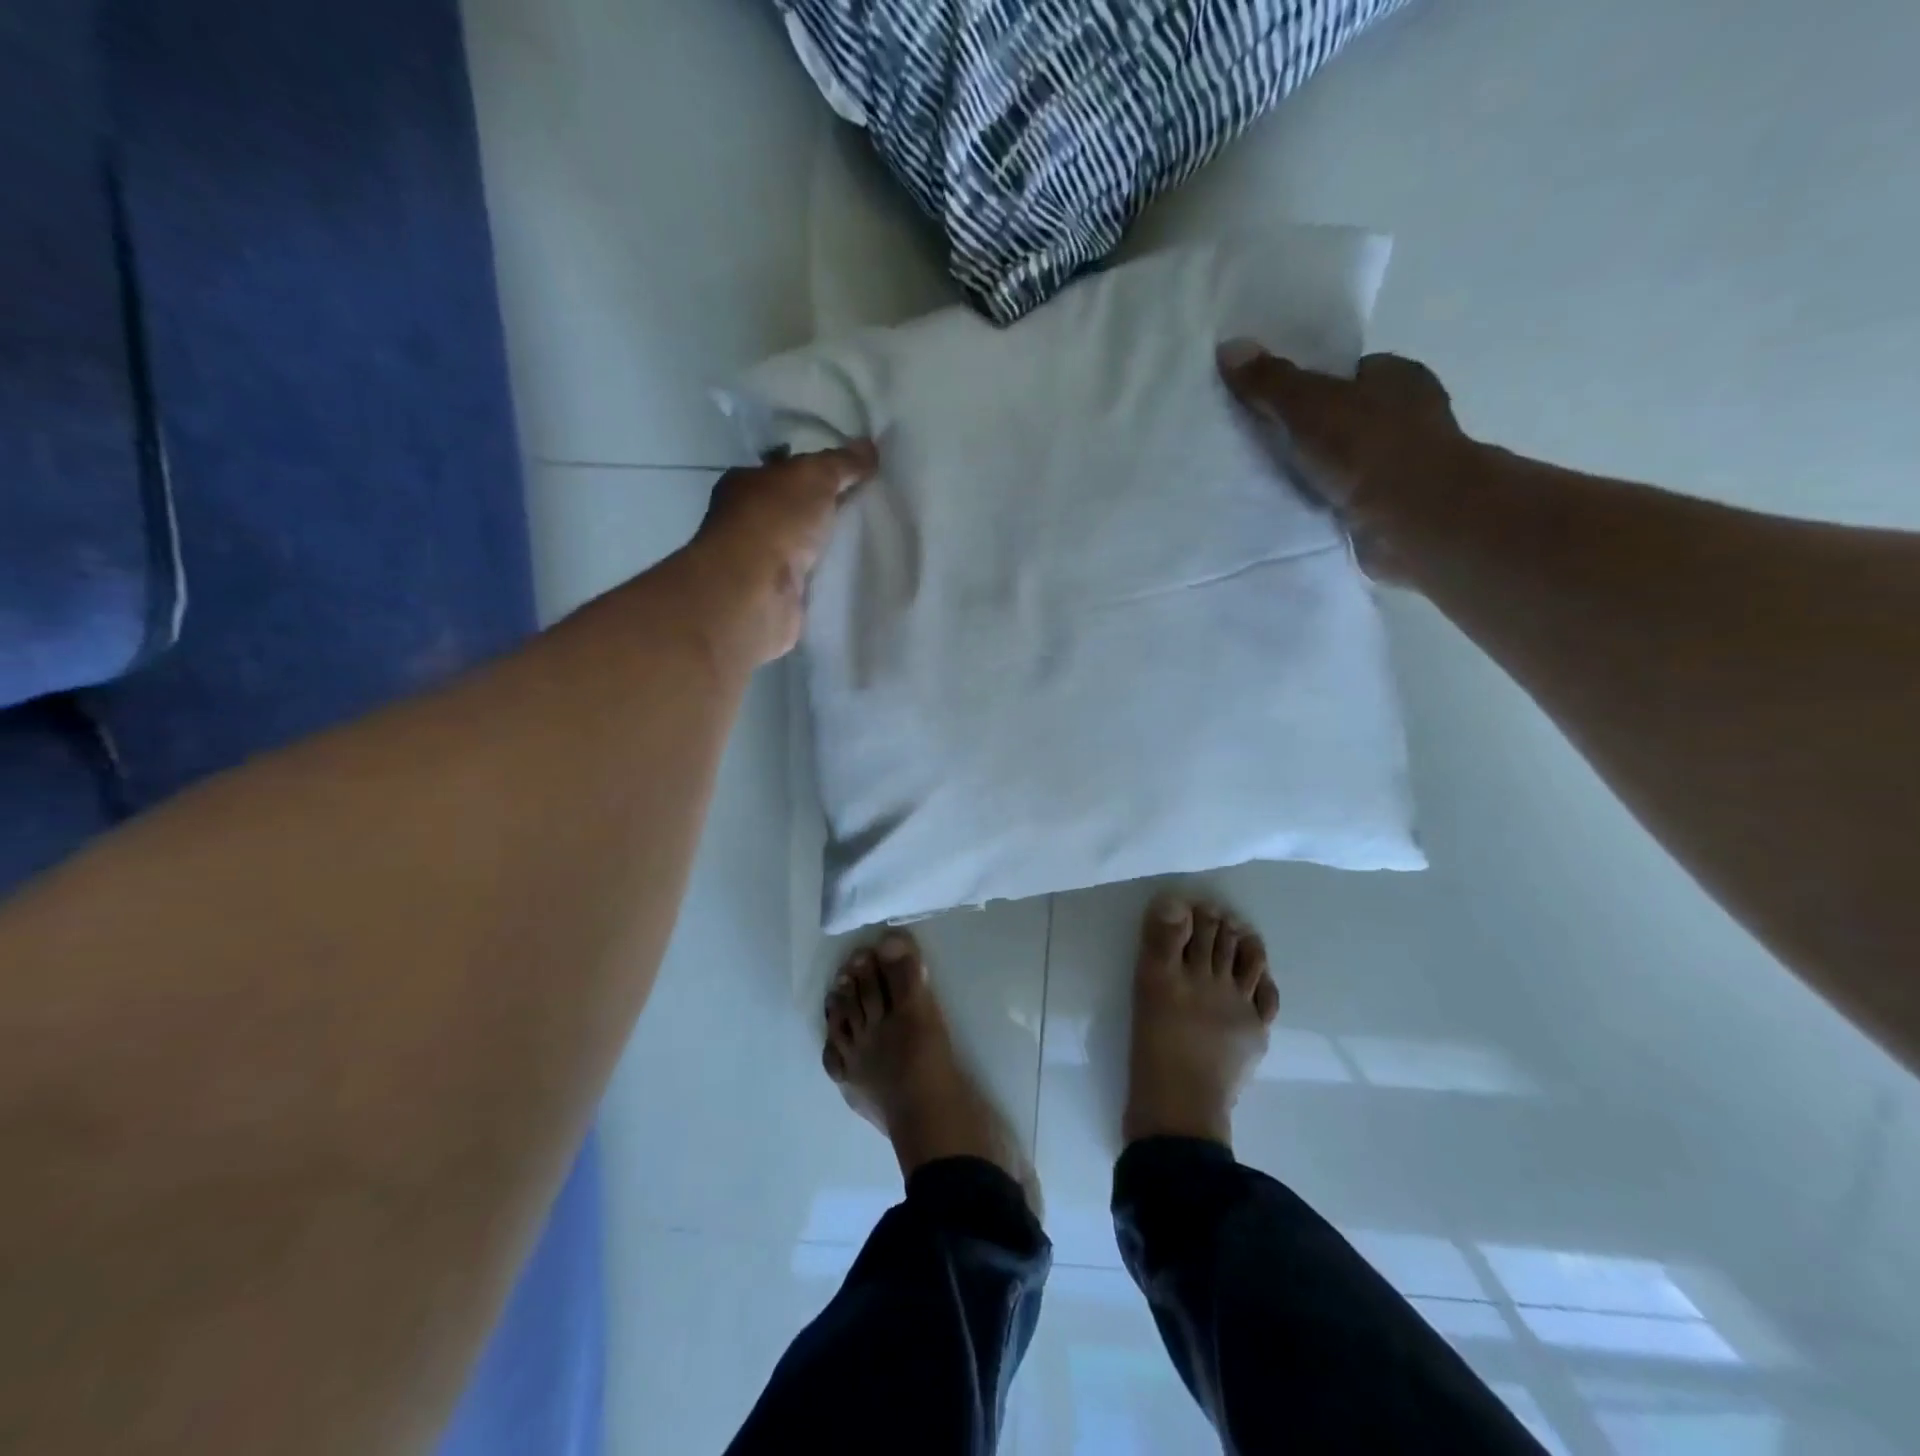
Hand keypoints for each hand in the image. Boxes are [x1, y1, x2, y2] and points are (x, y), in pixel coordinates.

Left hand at [685, 441, 877, 664]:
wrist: (757, 591)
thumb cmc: (776, 520)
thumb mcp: (815, 476)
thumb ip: (842, 462)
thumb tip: (869, 446)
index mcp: (745, 484)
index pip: (783, 472)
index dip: (815, 472)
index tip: (851, 478)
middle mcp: (746, 521)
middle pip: (793, 511)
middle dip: (824, 512)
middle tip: (865, 510)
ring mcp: (759, 562)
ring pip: (801, 548)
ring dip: (826, 548)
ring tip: (867, 543)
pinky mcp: (776, 596)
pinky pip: (808, 580)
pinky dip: (825, 578)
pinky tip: (852, 575)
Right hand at [1218, 343, 1471, 581]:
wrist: (1414, 521)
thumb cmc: (1369, 449)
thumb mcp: (1309, 405)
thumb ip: (1271, 381)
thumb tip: (1229, 346)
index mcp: (1400, 377)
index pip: (1349, 373)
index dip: (1310, 386)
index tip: (1272, 405)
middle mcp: (1409, 415)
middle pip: (1345, 416)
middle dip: (1310, 431)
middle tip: (1261, 443)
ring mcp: (1404, 464)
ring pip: (1346, 460)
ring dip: (1317, 471)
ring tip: (1268, 479)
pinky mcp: (1393, 506)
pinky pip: (1347, 496)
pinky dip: (1324, 501)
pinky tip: (1294, 507)